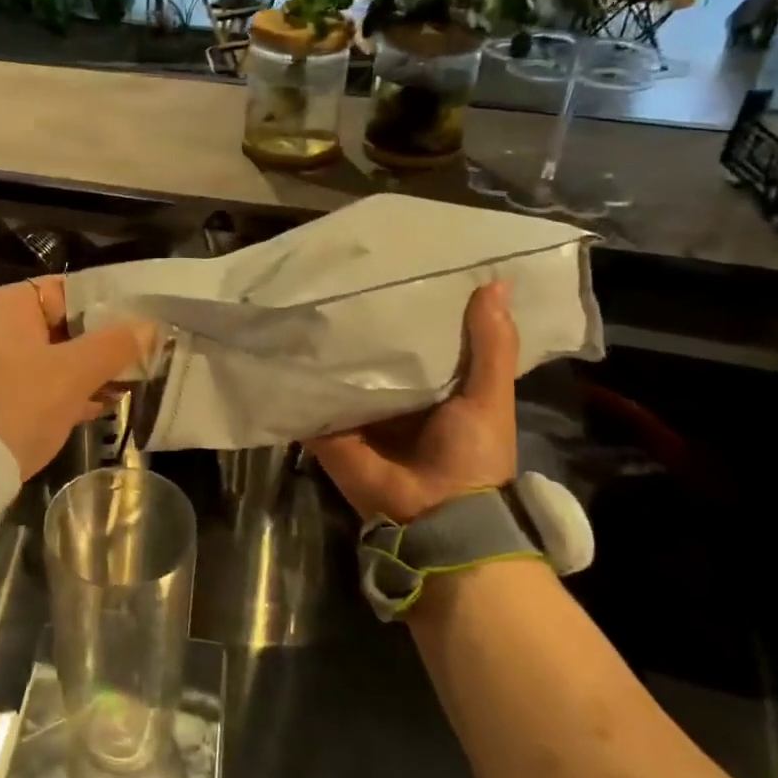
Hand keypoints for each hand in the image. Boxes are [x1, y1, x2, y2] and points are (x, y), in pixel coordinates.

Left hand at [0, 276, 155, 480]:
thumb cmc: (18, 404)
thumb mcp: (73, 374)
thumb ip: (113, 346)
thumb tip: (148, 326)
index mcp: (4, 306)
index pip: (64, 290)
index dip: (104, 305)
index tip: (137, 323)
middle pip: (57, 326)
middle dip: (97, 345)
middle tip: (137, 358)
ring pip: (45, 358)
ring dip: (82, 372)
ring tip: (124, 385)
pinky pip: (30, 384)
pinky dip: (59, 392)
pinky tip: (92, 408)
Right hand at [307, 281, 517, 524]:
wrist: (436, 514)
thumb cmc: (472, 454)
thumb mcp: (490, 396)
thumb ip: (491, 344)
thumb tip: (496, 282)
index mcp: (429, 385)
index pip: (414, 335)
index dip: (408, 304)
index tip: (394, 263)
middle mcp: (388, 393)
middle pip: (370, 349)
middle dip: (359, 319)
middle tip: (339, 271)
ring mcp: (354, 410)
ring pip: (336, 368)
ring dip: (323, 343)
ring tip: (304, 293)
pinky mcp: (327, 426)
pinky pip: (309, 396)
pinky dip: (297, 376)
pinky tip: (281, 338)